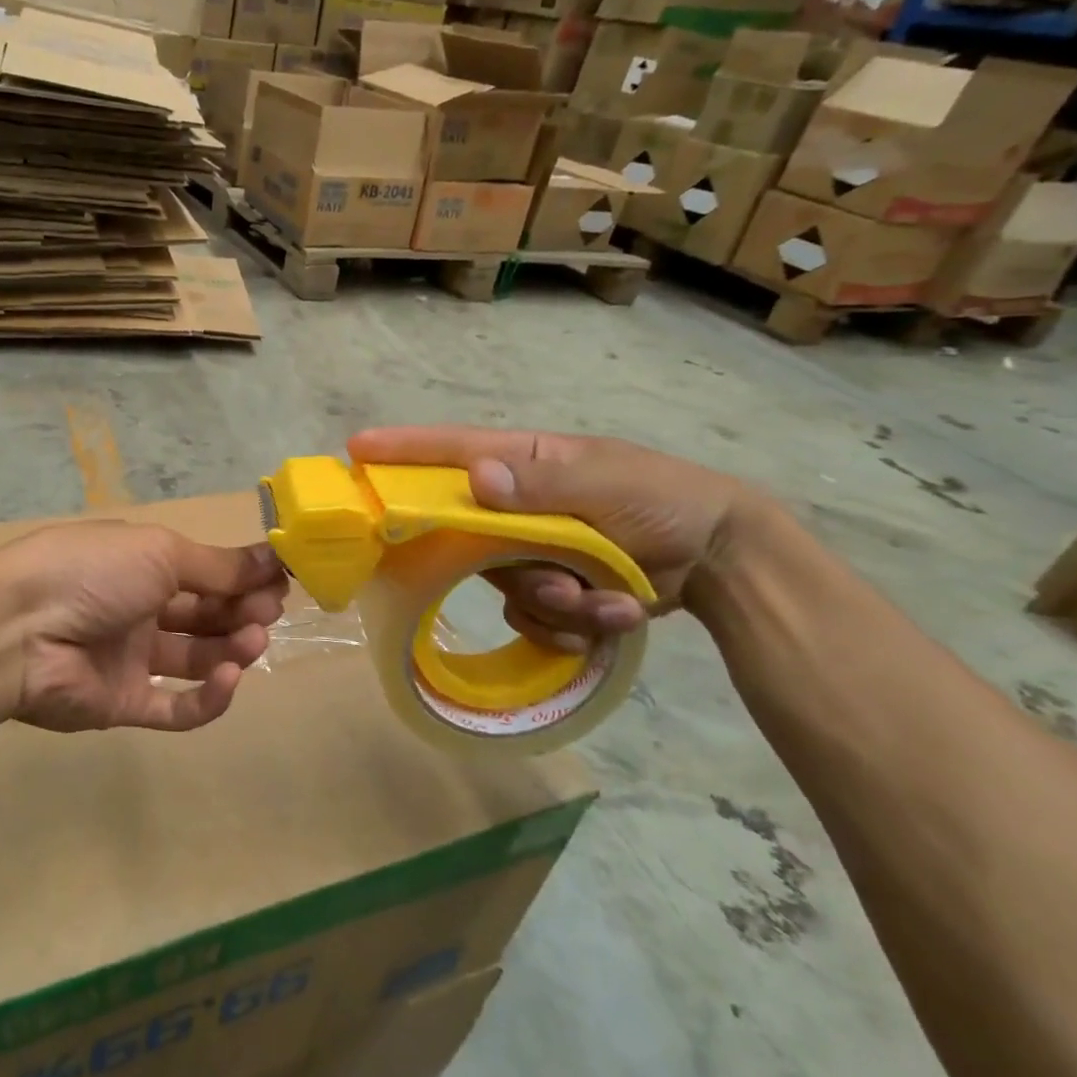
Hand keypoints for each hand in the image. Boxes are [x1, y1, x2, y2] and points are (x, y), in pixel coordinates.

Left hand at [0, 521, 288, 733]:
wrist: (17, 629)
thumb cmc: (93, 571)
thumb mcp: (160, 552)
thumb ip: (217, 565)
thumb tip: (271, 558)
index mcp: (141, 565)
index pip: (204, 572)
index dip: (243, 577)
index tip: (281, 581)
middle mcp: (138, 609)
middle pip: (204, 614)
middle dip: (242, 611)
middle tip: (271, 612)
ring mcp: (130, 659)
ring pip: (195, 658)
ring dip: (231, 649)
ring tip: (253, 642)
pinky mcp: (123, 704)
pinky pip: (175, 707)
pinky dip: (208, 697)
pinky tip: (229, 678)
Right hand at [346, 427, 752, 649]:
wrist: (721, 560)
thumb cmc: (665, 501)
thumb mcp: (610, 484)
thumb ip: (544, 485)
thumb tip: (477, 479)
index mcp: (524, 464)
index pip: (451, 451)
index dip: (402, 451)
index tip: (355, 451)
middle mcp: (516, 507)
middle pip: (469, 536)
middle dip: (515, 566)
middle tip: (562, 578)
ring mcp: (530, 551)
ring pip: (504, 587)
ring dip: (560, 603)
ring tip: (612, 599)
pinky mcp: (548, 590)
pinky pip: (530, 617)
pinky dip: (572, 626)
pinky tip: (615, 616)